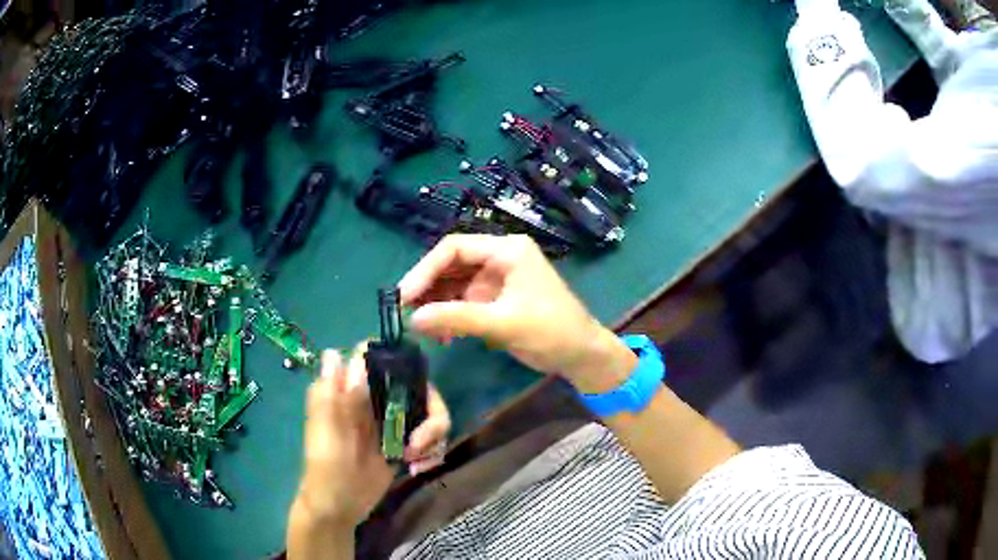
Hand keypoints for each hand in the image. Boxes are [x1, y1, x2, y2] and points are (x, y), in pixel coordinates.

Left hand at [293, 344, 450, 530]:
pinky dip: (433, 450)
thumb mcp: (326, 430)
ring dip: (433, 436)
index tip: (414, 386)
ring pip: (429, 412)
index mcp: (353, 391)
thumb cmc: (326, 466)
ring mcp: (393, 422)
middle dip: (432, 412)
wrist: (339, 505)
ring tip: (417, 460)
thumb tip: (338, 353)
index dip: (400, 362)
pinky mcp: (405, 444)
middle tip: (420, 441)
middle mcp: (376, 400)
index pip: (380, 359)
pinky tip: (419, 468)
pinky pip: (431, 437)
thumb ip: (333, 394)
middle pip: (418, 386)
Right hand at [398, 234, 635, 391]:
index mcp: (506, 250)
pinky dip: (450, 316)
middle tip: (404, 313)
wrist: (581, 355)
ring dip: (436, 304)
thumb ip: (457, 318)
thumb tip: (412, 320)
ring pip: (454, 284)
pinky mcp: (496, 299)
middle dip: (427, 288)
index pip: (454, 248)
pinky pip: (463, 302)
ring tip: (421, 328)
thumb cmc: (551, 331)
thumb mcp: (503, 323)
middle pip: (451, 264)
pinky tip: (443, 336)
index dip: (425, 270)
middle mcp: (499, 258)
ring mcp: (497, 279)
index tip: (404, 297)